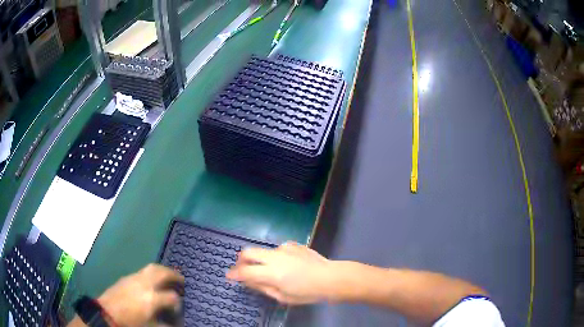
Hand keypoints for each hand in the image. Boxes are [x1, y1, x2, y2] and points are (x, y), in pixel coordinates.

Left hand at [97, 264, 183, 325]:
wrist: (107, 312)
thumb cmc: (130, 322)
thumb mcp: (150, 326)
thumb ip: (165, 324)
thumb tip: (175, 323)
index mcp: (152, 298)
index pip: (172, 297)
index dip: (178, 303)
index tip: (178, 308)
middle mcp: (145, 284)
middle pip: (162, 272)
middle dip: (174, 275)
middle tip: (182, 279)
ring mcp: (135, 278)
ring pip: (152, 267)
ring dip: (163, 270)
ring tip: (169, 275)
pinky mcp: (128, 277)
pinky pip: (143, 270)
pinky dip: (152, 272)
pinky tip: (152, 280)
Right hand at [226, 242, 333, 303]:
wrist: (331, 277)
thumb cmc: (307, 292)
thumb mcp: (283, 297)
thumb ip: (262, 287)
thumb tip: (247, 281)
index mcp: (271, 273)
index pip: (244, 271)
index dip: (234, 274)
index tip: (229, 276)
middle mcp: (274, 257)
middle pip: (248, 252)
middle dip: (241, 261)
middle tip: (242, 270)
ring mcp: (284, 248)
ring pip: (263, 251)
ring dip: (260, 259)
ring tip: (269, 270)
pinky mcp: (293, 244)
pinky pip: (277, 249)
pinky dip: (275, 257)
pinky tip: (286, 264)